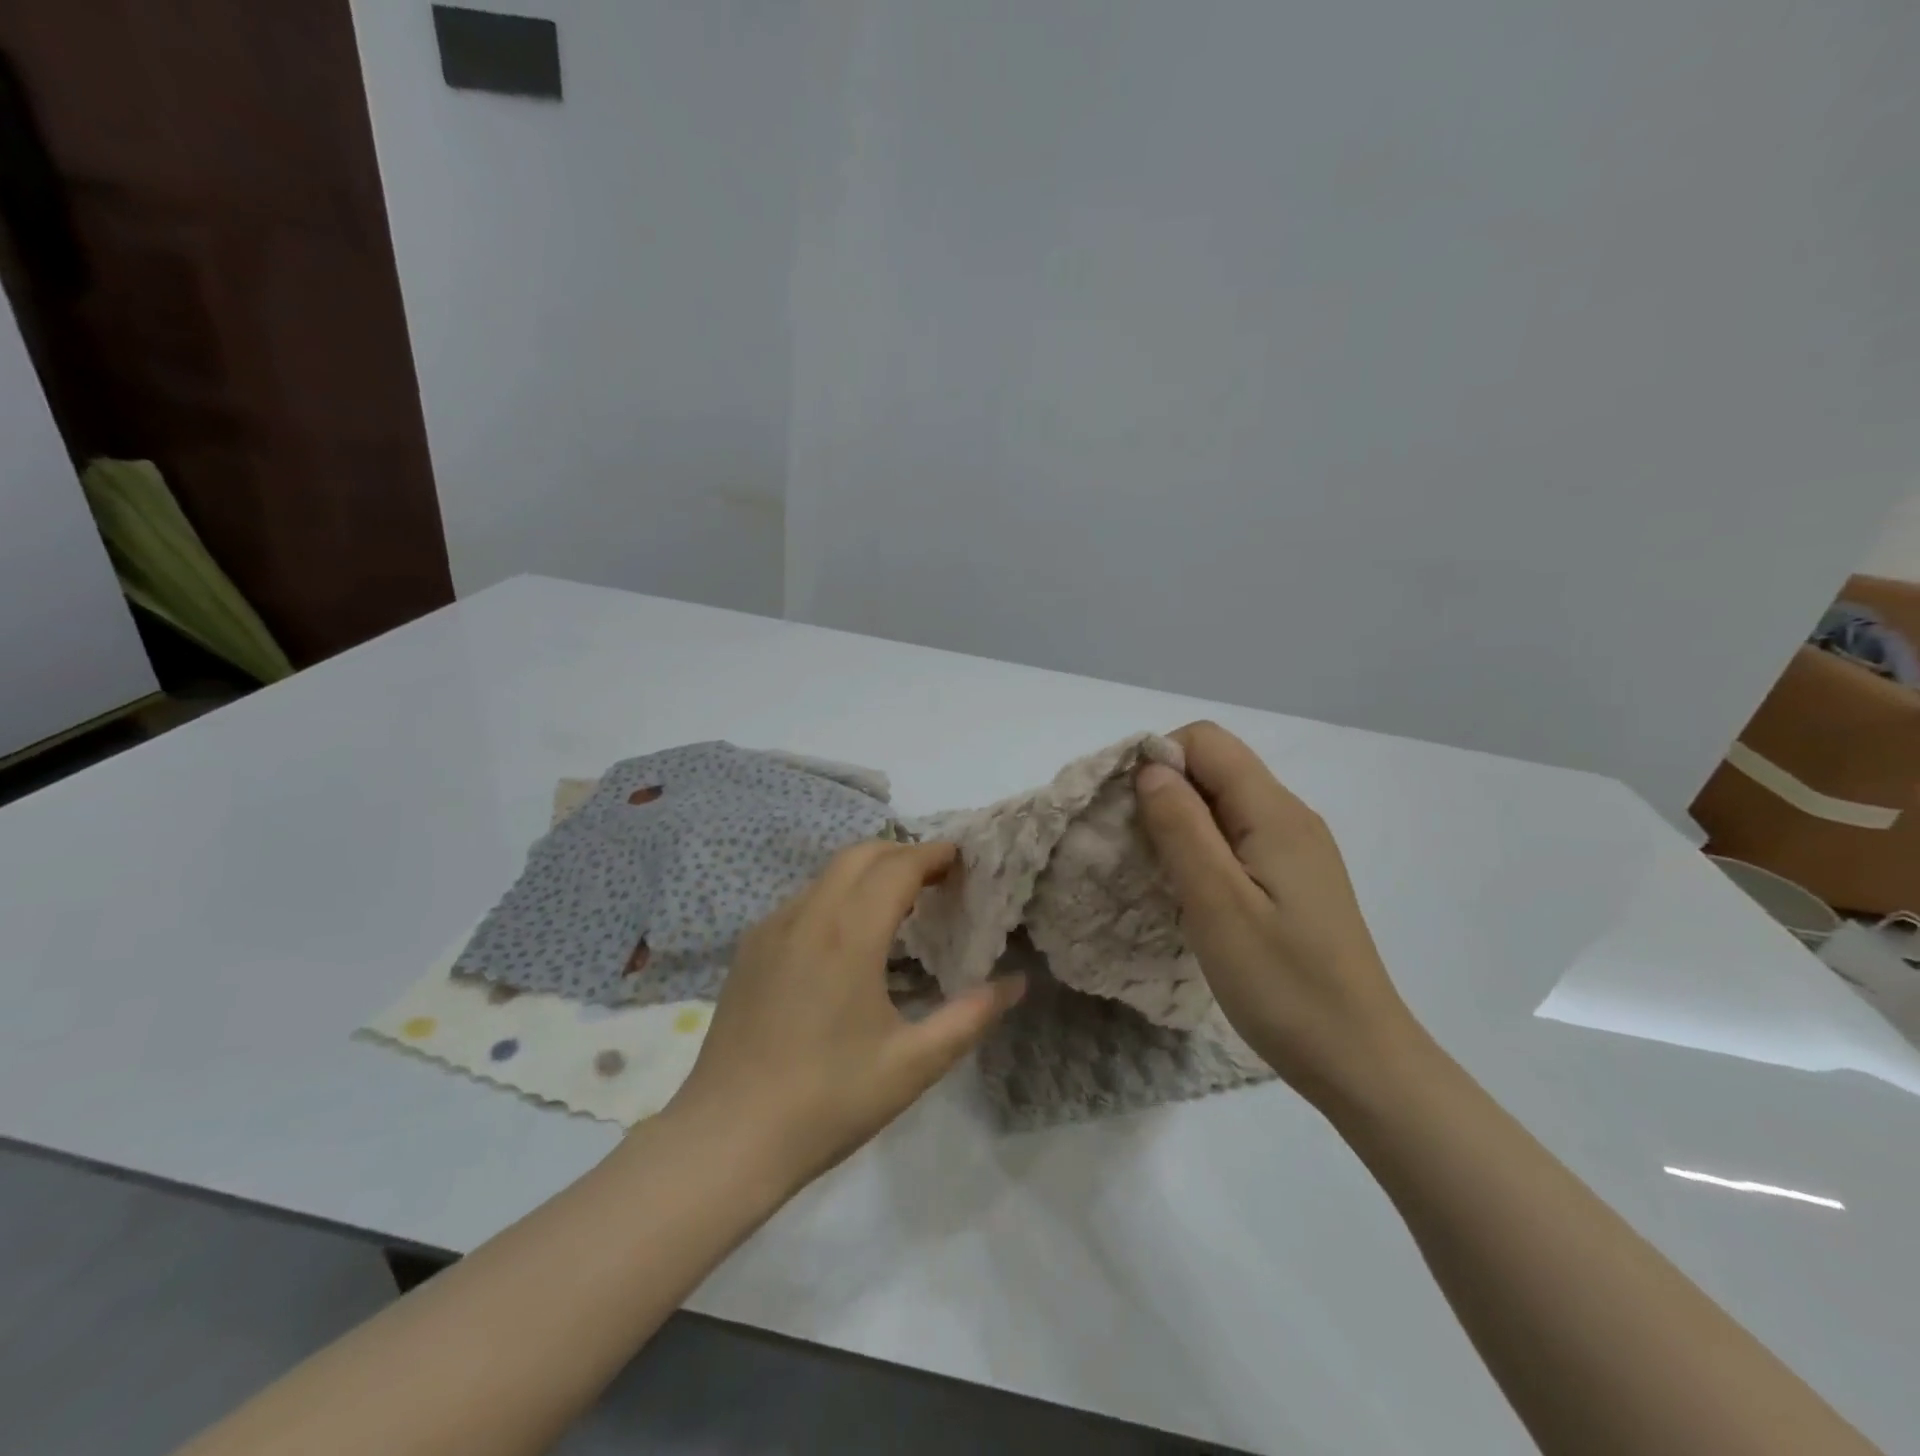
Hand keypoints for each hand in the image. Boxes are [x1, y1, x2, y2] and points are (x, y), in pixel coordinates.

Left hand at [662, 840, 1025, 1191]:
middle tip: (936, 877)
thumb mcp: (913, 1065)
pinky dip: (836, 897)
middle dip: (901, 853)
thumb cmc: (828, 1101)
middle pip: (859, 855)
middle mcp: (806, 916)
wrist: (726, 1139)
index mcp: (848, 935)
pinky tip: (847, 939)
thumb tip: (1017, 983)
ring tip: (898, 905)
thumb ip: (971, 1017)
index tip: (962, 858)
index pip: (897, 867)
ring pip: (827, 875)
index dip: (932, 854)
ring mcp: (770, 930)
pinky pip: (802, 901)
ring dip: (867, 873)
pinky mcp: (749, 950)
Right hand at [1136, 722, 1419, 1104]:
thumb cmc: (1283, 984)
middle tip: (1133, 846)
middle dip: (1164, 791)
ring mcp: (1296, 850)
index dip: (1158, 759)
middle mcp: (1290, 817)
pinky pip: (1238, 838)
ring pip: (1224, 804)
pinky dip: (1202, 849)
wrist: (1359, 1059)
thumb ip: (1182, 827)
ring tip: (1155, 871)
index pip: (1206, 741)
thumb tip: (1151, 767)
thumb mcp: (1217, 903)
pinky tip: (1190, 891)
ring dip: (1180, 823)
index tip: (1127, 810)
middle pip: (1216, 768)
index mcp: (1275, 812)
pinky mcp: (1294, 880)